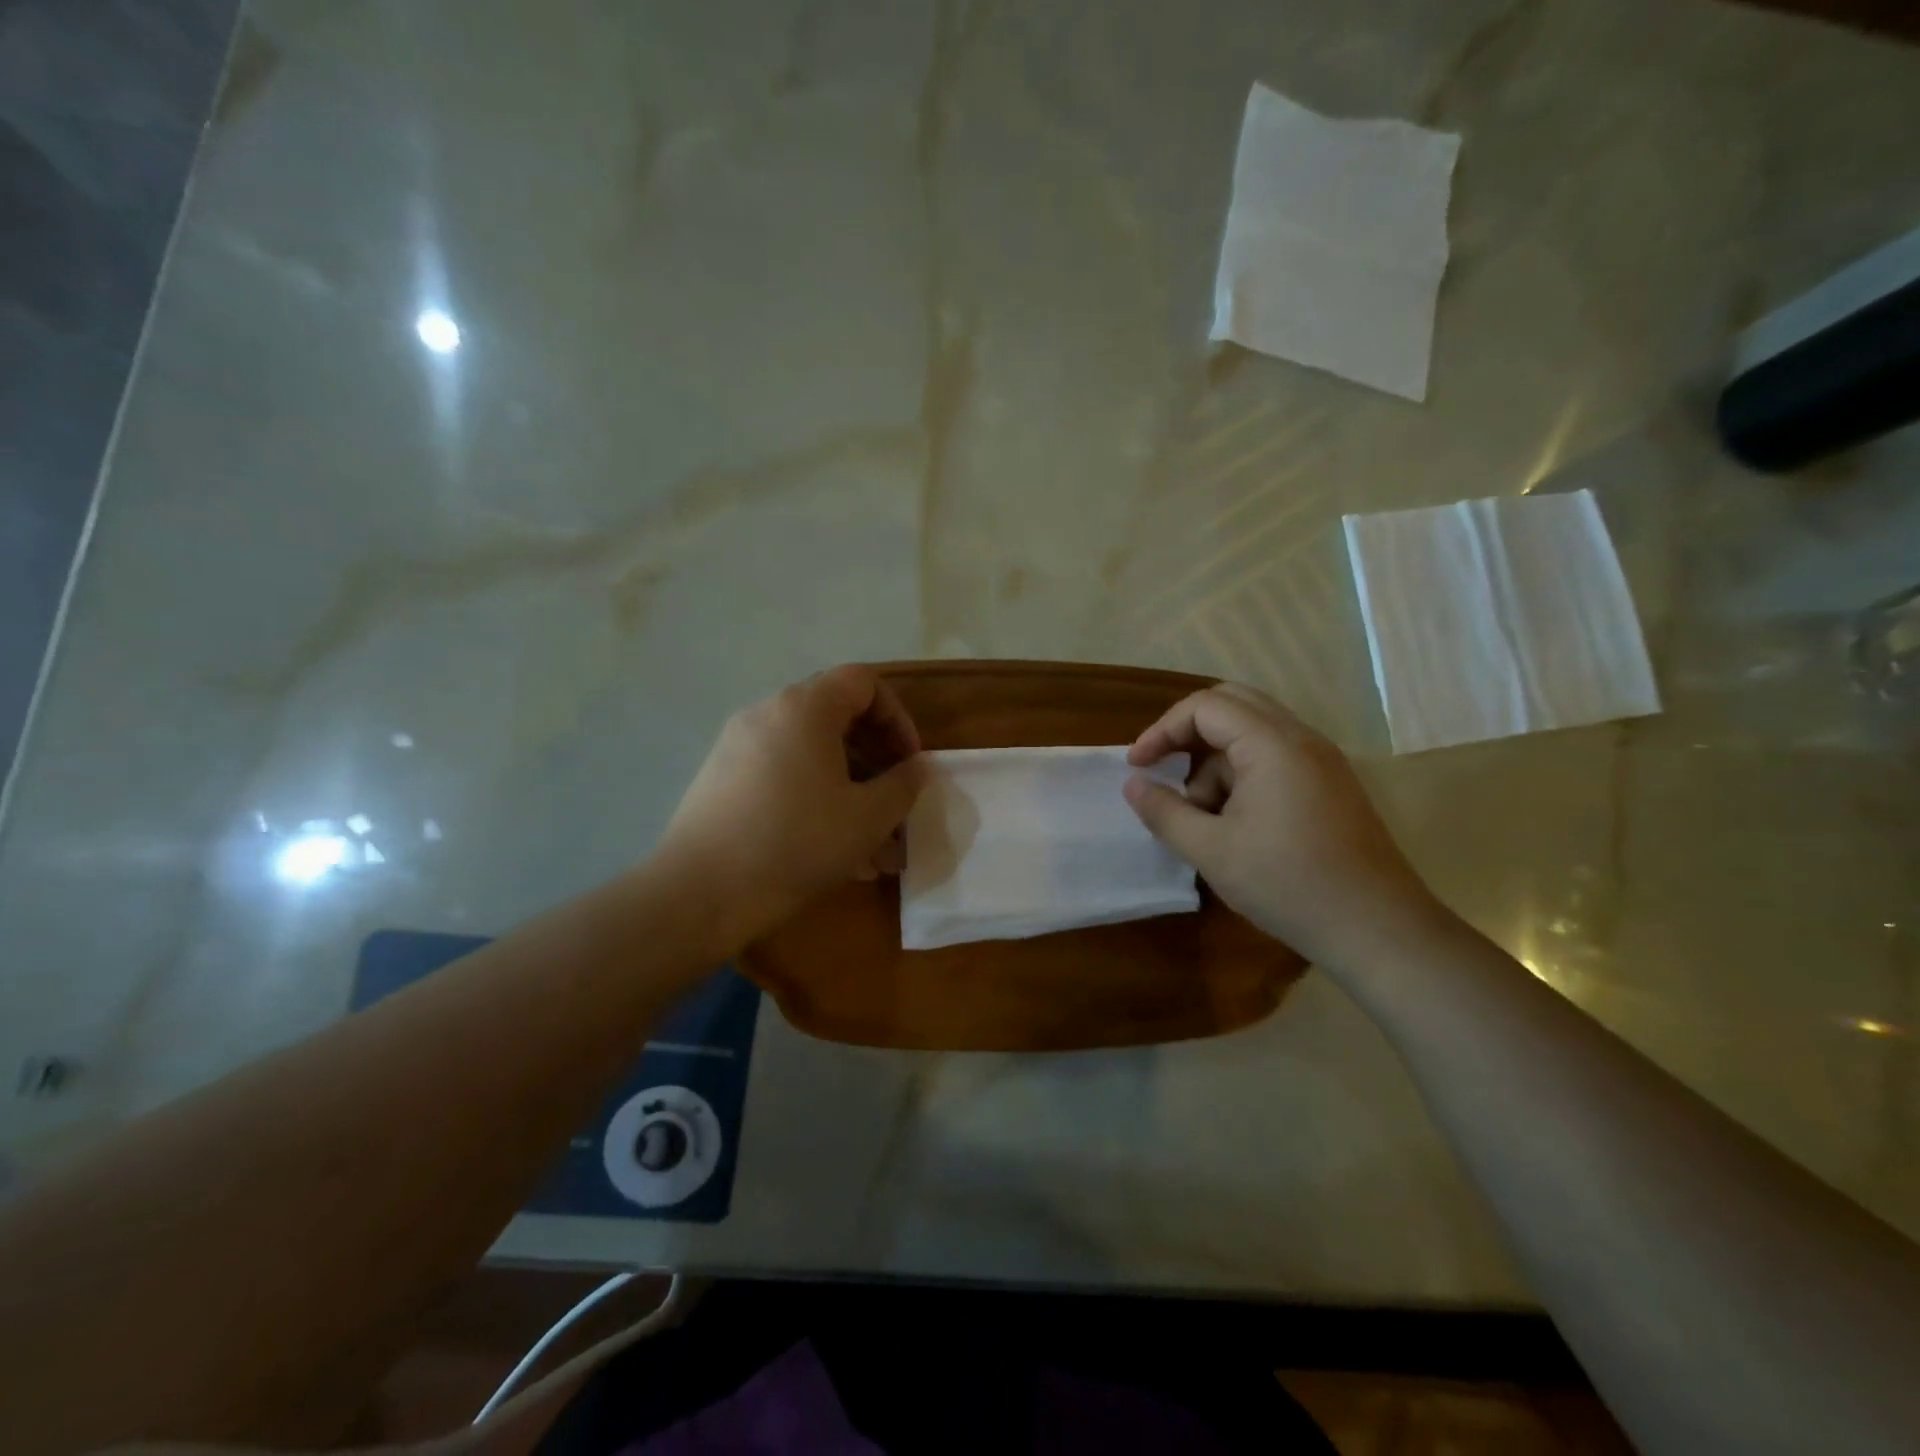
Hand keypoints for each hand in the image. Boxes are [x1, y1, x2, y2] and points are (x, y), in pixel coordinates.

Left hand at [658, 665, 926, 955]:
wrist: (699, 892)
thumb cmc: (796, 843)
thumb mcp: (868, 817)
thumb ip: (903, 785)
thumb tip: (917, 768)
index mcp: (804, 707)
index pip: (863, 682)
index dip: (897, 717)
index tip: (909, 762)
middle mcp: (767, 713)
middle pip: (835, 714)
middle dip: (875, 755)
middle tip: (893, 798)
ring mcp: (738, 745)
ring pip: (810, 752)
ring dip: (848, 785)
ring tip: (871, 840)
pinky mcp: (722, 777)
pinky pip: (782, 772)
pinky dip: (814, 795)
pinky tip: (831, 847)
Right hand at [1123, 682, 1442, 965]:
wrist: (1377, 929)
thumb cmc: (1288, 885)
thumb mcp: (1211, 851)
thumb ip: (1165, 811)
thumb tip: (1132, 784)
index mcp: (1273, 744)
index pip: (1205, 706)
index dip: (1162, 730)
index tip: (1137, 766)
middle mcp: (1302, 738)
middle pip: (1232, 705)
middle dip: (1188, 734)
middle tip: (1163, 769)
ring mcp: (1322, 760)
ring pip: (1253, 733)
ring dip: (1216, 762)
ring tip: (1204, 818)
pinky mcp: (1331, 784)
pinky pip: (1275, 757)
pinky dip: (1243, 775)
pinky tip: (1236, 823)